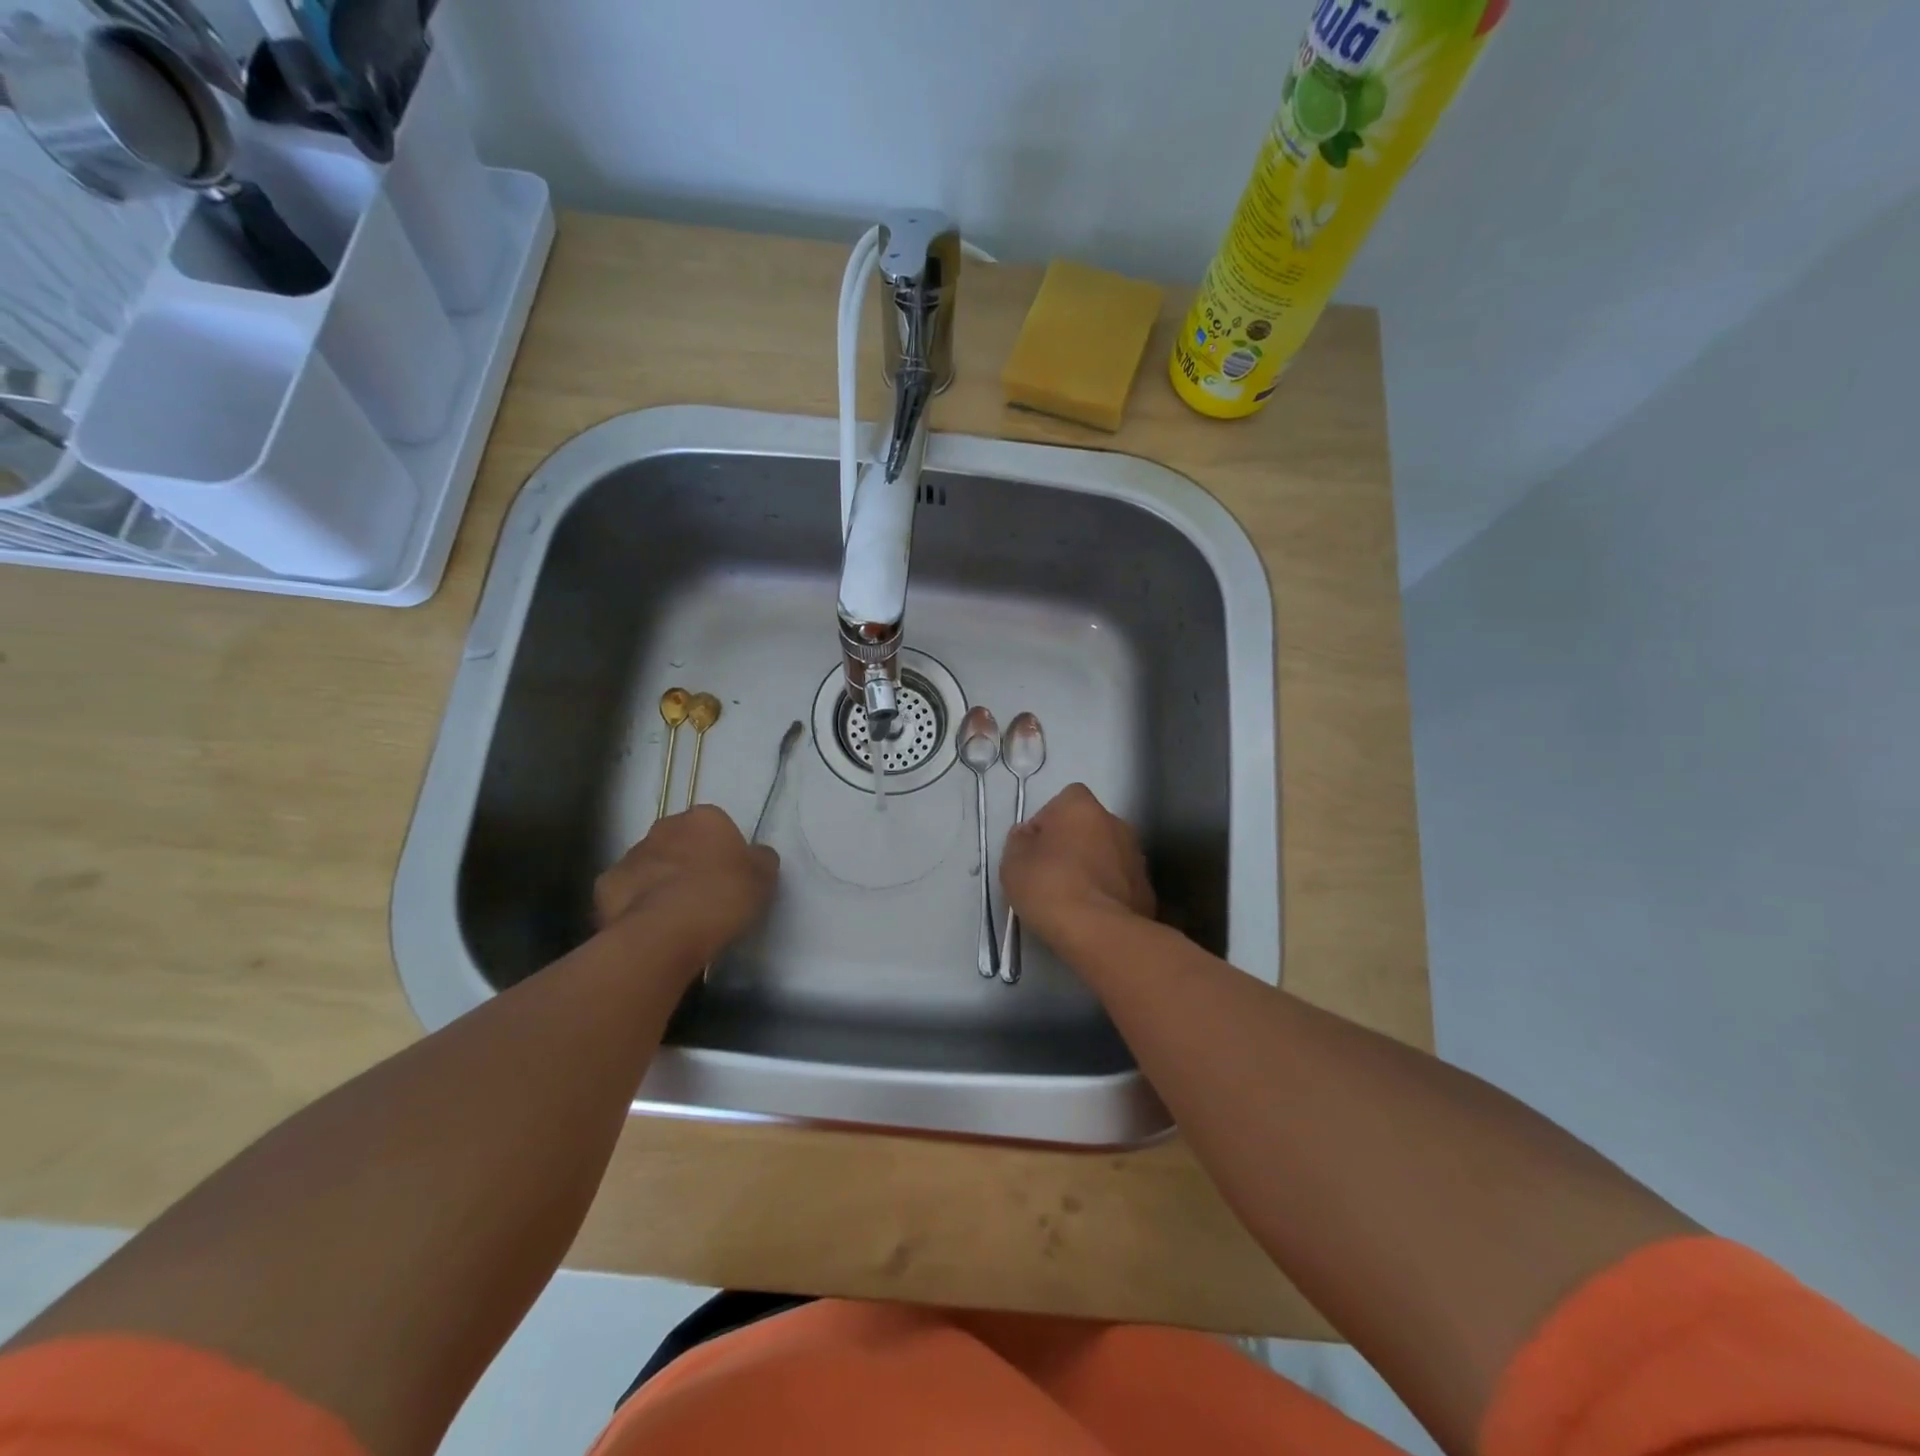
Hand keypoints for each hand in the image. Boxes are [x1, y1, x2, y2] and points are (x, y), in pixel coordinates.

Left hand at [594, 806, 778, 968]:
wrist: (664, 933)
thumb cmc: (721, 897)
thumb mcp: (764, 879)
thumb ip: (761, 860)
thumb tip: (756, 856)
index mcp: (705, 818)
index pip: (716, 825)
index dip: (723, 850)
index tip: (729, 876)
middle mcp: (665, 827)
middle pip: (680, 840)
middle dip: (688, 860)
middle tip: (704, 893)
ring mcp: (631, 855)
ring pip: (651, 864)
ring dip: (661, 881)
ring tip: (676, 916)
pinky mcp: (605, 885)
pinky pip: (627, 891)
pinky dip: (636, 904)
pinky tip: (650, 925)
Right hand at [1000, 784, 1154, 947]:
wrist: (1099, 932)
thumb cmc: (1049, 886)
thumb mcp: (1013, 862)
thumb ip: (1020, 841)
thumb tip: (1029, 836)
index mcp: (1082, 807)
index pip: (1064, 801)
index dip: (1048, 823)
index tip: (1035, 849)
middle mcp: (1115, 822)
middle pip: (1088, 827)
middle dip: (1073, 844)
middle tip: (1051, 874)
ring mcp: (1136, 855)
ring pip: (1107, 855)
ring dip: (1093, 868)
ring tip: (1073, 898)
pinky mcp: (1147, 888)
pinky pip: (1120, 882)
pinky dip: (1108, 892)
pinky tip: (1093, 915)